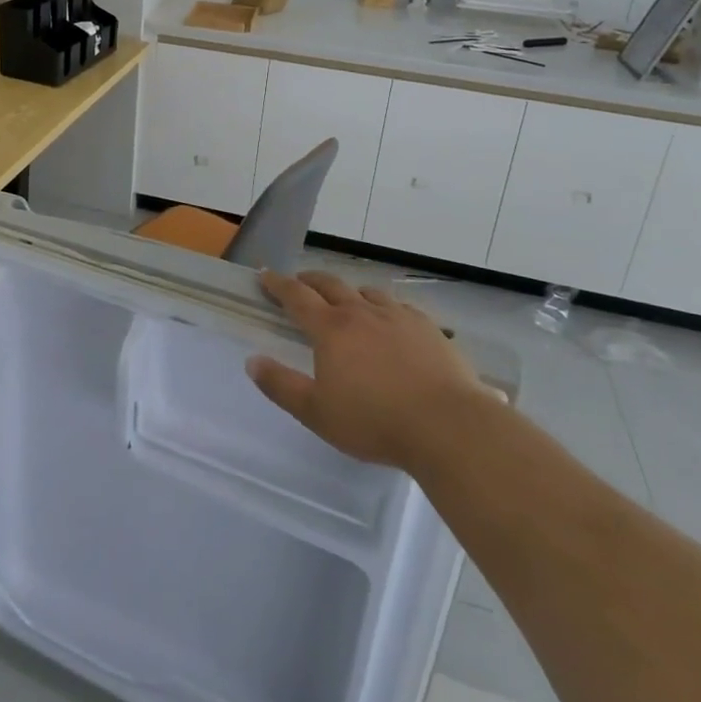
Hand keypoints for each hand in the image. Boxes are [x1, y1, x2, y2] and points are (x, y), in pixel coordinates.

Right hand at [247, 270, 482, 470]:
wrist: (448, 426)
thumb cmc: (375, 421)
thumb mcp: (316, 412)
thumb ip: (280, 386)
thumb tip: (252, 361)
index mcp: (331, 329)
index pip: (296, 296)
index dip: (278, 284)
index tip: (265, 274)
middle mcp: (361, 312)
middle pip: (330, 285)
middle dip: (310, 281)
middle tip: (300, 283)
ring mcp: (398, 317)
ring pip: (367, 292)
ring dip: (349, 292)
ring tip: (346, 301)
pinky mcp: (429, 329)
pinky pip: (400, 307)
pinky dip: (386, 307)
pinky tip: (392, 321)